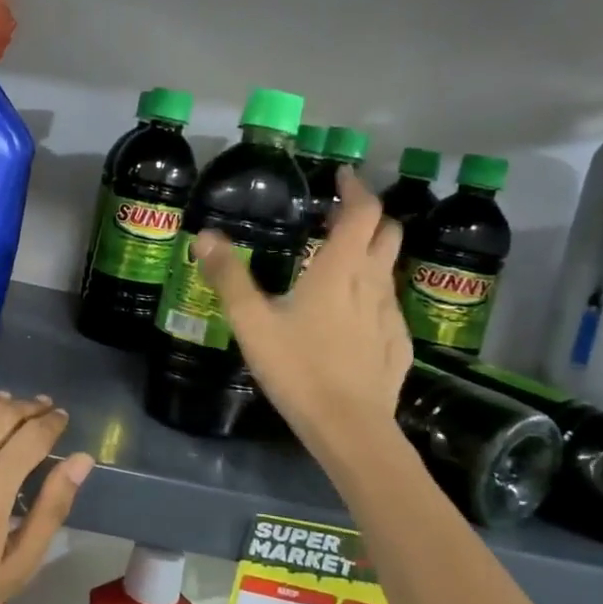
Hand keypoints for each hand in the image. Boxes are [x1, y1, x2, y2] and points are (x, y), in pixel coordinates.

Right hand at [195, 166, 411, 455]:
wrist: (349, 428)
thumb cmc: (298, 368)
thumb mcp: (252, 322)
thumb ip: (229, 277)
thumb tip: (205, 236)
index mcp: (340, 269)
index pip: (363, 212)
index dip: (356, 188)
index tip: (343, 175)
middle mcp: (373, 283)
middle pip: (388, 232)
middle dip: (369, 215)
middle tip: (339, 215)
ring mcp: (391, 315)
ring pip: (389, 268)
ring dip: (371, 253)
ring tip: (339, 262)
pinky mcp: (397, 344)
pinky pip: (388, 304)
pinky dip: (372, 293)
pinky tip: (350, 316)